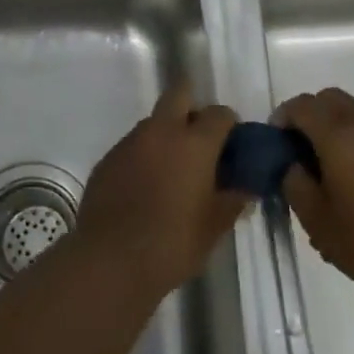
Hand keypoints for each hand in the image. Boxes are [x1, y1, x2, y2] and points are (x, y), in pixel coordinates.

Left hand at [74, 85, 248, 298]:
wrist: (110, 259)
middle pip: (179, 94)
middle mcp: (161, 131)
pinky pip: (132, 146)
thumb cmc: (172, 243)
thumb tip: (245, 189)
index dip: (229, 126)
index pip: (219, 113)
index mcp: (194, 142)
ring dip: (166, 135)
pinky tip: (145, 188)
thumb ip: (232, 201)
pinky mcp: (108, 158)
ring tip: (172, 172)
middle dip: (193, 109)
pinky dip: (143, 157)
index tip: (232, 148)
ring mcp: (130, 141)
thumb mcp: (213, 227)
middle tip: (200, 143)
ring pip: (154, 122)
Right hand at [277, 87, 353, 304]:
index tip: (276, 142)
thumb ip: (293, 183)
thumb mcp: (316, 220)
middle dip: (308, 114)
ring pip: (353, 107)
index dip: (282, 117)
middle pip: (328, 98)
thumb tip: (290, 164)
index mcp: (338, 135)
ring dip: (334, 121)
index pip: (301, 106)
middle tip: (300, 148)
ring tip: (329, 158)